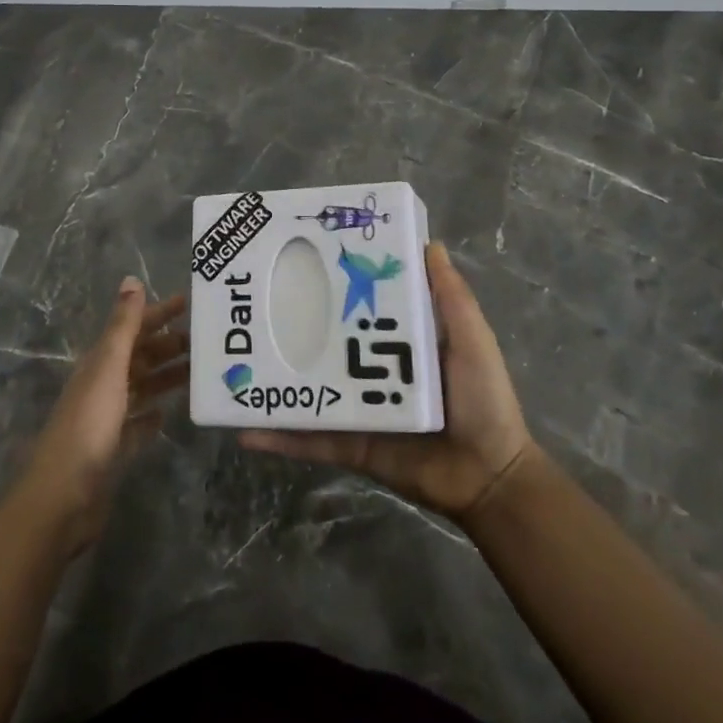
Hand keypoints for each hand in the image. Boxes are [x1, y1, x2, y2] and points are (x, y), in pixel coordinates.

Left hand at [20, 279, 188, 553]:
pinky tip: (169, 414)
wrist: (63, 495)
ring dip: (166, 376)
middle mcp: (102, 384)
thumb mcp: (109, 368)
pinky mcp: (113, 450)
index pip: (133, 328)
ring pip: (142, 387)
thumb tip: (131, 280)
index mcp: (100, 362)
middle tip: (206, 341)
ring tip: (199, 372)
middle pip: (139, 357)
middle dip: (169, 345)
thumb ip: (123, 326)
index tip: (190, 303)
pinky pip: (137, 425)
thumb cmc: (88, 425)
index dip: (158, 313)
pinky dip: (152, 416)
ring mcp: (106, 418)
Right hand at [241, 242, 535, 526]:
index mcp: (394, 341)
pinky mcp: (348, 445)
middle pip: (321, 345)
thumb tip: (430, 243)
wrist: (490, 479)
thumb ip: (451, 297)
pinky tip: (243, 430)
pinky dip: (277, 438)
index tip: (299, 259)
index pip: (356, 305)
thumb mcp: (471, 339)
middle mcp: (367, 370)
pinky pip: (308, 440)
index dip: (331, 283)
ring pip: (306, 390)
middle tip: (248, 307)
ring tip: (232, 364)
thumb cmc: (483, 400)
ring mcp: (354, 408)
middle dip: (287, 329)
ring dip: (271, 380)